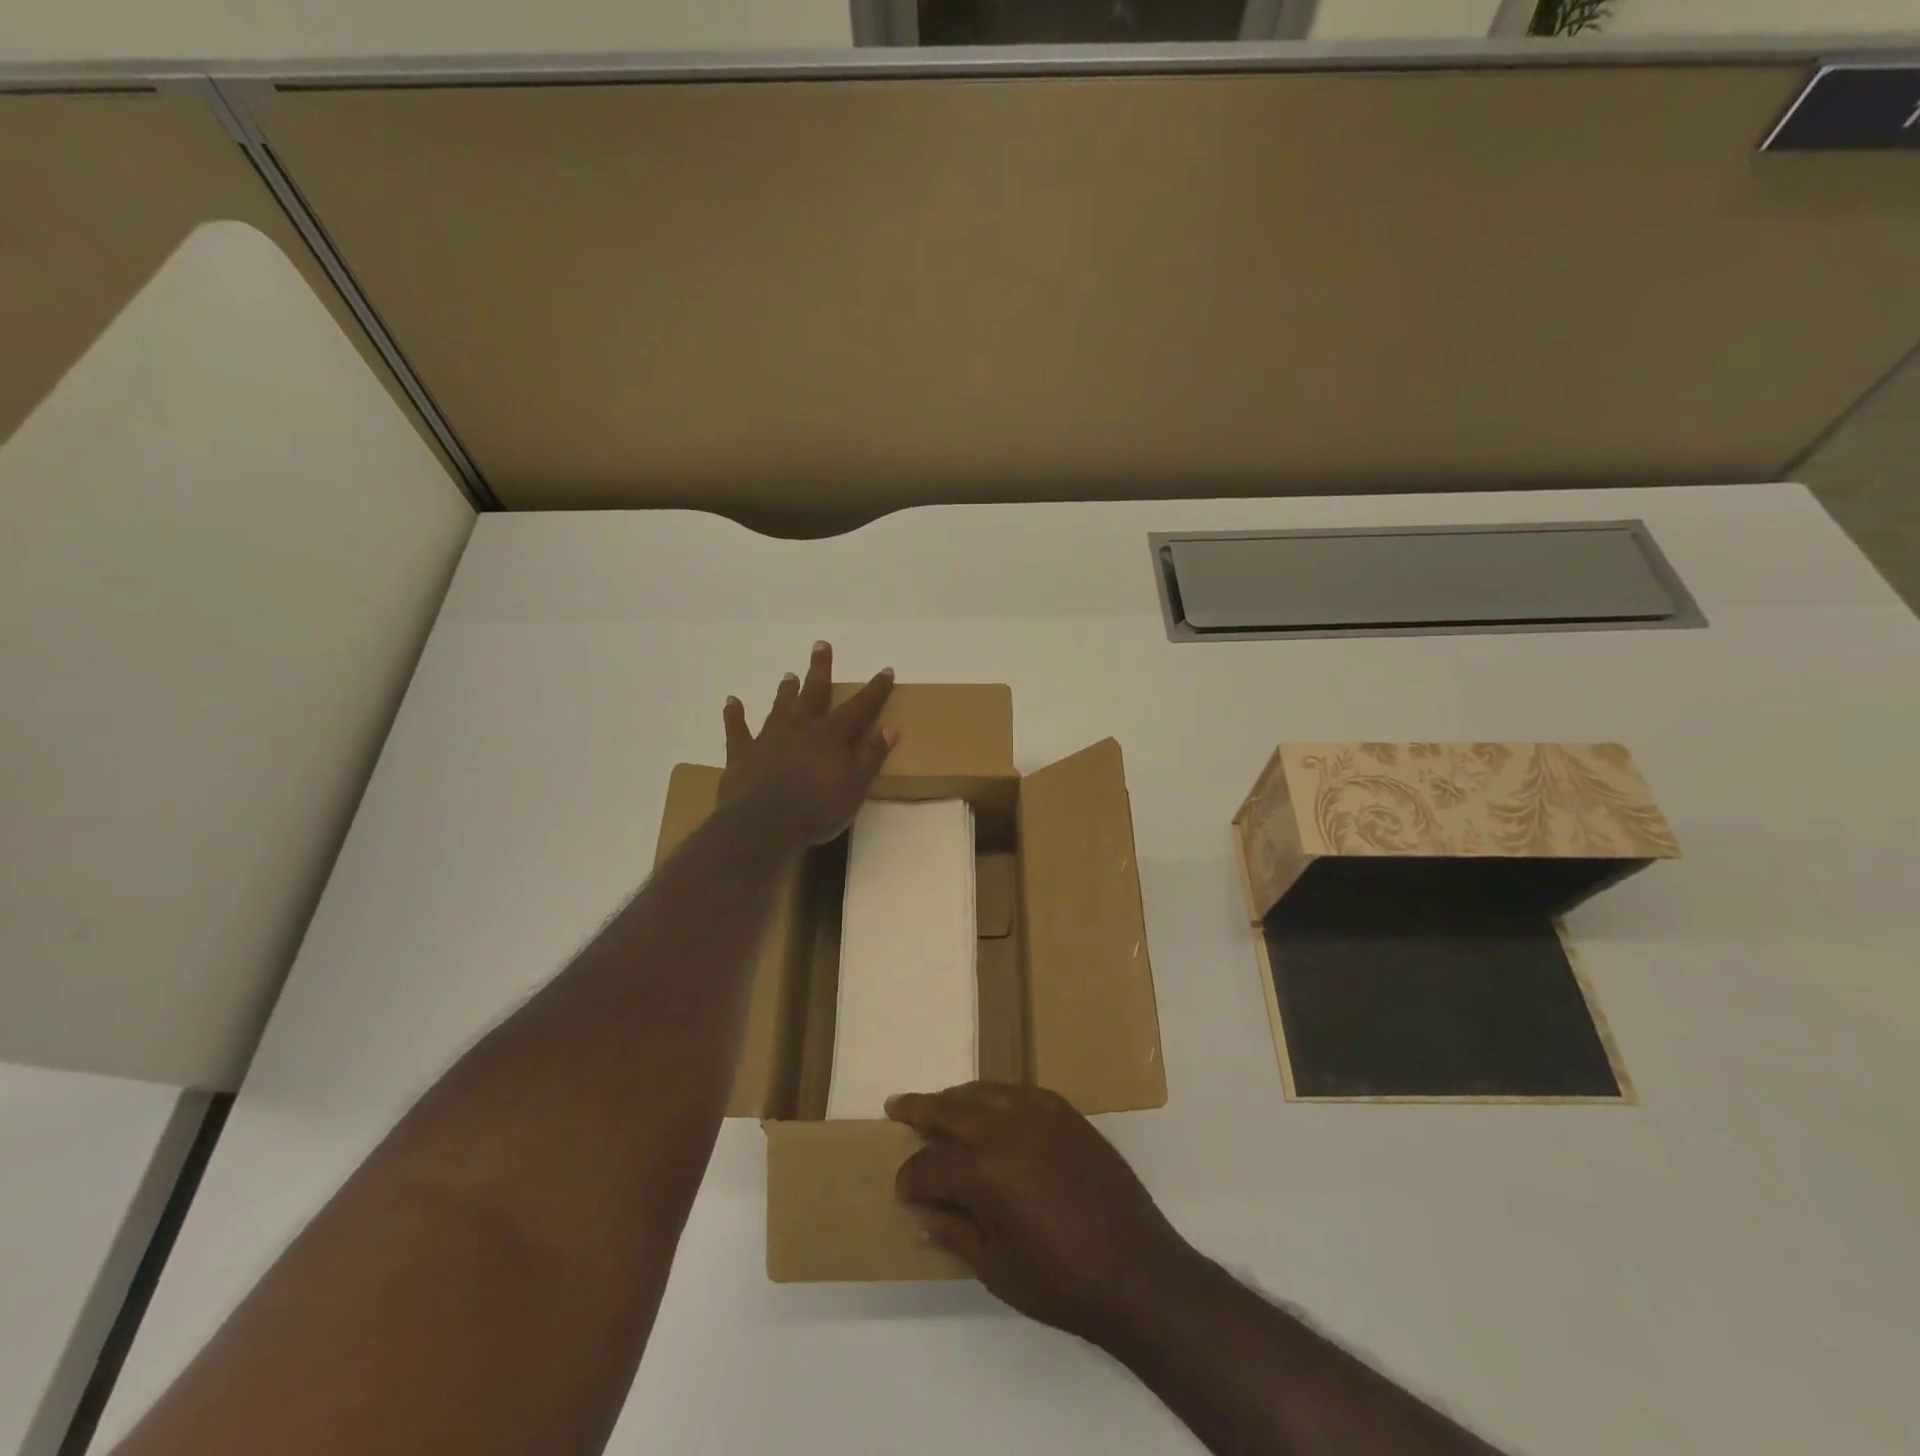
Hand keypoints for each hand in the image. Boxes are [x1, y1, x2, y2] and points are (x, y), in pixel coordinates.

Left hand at [719, 641, 896, 848]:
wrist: (764, 823)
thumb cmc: (817, 808)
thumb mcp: (856, 786)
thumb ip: (871, 756)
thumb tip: (891, 728)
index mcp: (831, 736)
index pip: (859, 708)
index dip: (874, 690)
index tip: (885, 671)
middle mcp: (801, 728)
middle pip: (813, 693)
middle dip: (820, 669)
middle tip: (821, 645)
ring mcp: (769, 738)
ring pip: (780, 707)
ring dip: (786, 691)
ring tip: (789, 675)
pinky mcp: (742, 753)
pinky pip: (737, 730)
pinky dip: (734, 715)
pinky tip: (731, 702)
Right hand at [887, 1082, 1203, 1348]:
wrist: (1137, 1271)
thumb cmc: (1061, 1283)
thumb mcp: (996, 1269)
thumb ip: (955, 1232)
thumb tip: (922, 1212)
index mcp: (984, 1171)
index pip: (929, 1165)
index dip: (910, 1179)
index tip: (903, 1192)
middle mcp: (1007, 1130)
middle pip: (951, 1109)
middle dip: (920, 1109)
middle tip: (896, 1105)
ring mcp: (1040, 1115)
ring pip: (985, 1091)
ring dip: (958, 1098)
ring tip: (940, 1104)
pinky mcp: (1067, 1113)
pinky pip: (1021, 1092)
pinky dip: (998, 1096)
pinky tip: (992, 1108)